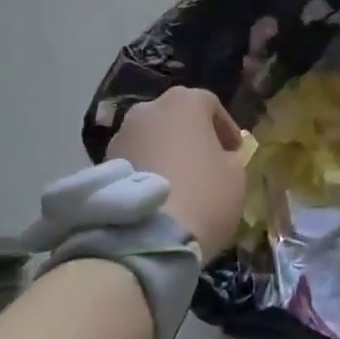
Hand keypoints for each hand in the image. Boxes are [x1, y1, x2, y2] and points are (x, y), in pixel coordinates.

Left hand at [110, 87, 245, 259]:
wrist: (148, 237)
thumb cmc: (204, 195)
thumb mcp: (236, 175)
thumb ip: (230, 157)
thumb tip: (221, 156)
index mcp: (185, 101)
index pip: (211, 105)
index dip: (225, 129)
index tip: (234, 152)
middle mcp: (149, 108)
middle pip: (176, 117)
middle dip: (191, 137)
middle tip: (205, 164)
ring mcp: (122, 134)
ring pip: (152, 138)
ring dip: (165, 152)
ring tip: (178, 183)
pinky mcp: (103, 162)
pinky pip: (134, 159)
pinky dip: (146, 169)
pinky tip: (158, 195)